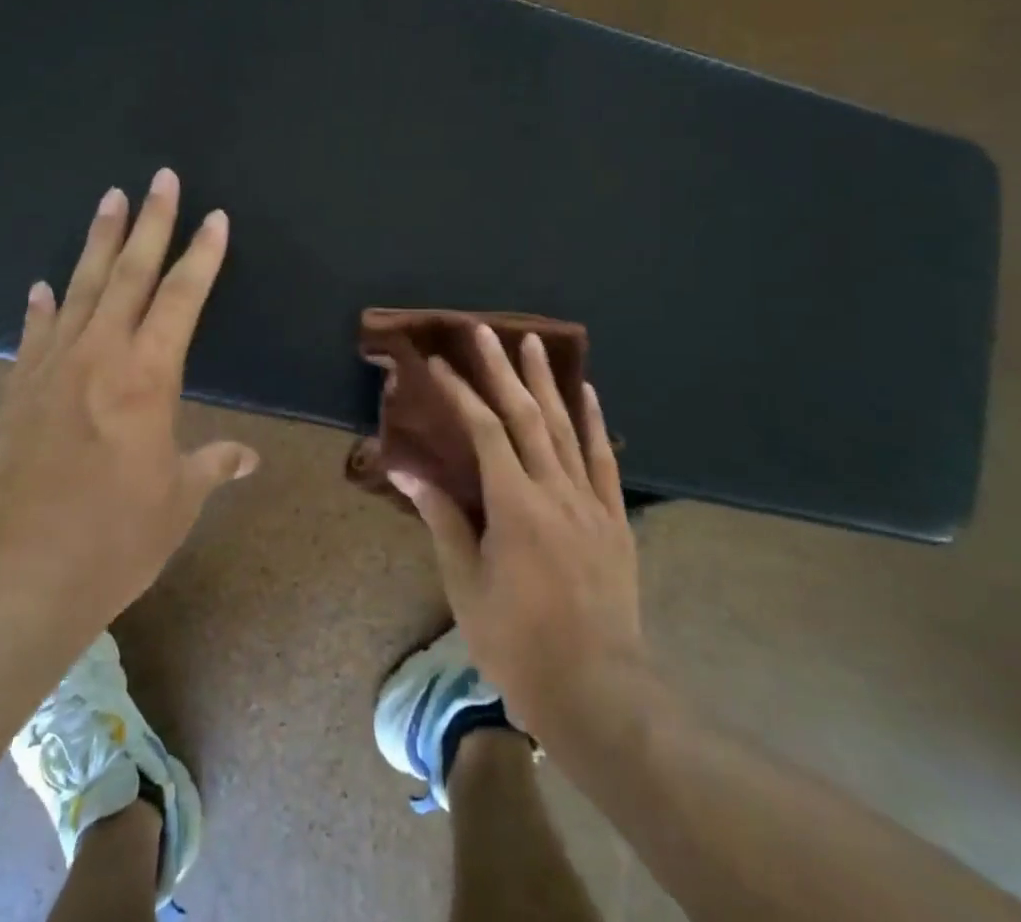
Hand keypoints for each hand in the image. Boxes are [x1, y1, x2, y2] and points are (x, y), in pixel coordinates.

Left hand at [0, 169, 257, 640]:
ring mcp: (51, 368)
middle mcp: (100, 355)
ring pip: (81, 287)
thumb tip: (247, 457)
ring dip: (99, 242)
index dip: (203, 254)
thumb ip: (212, 466)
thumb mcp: (177, 501)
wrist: (16, 578)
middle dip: (151, 222)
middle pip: (131, 273)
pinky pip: (34, 333)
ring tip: (110, 199)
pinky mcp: (16, 392)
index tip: (215, 217)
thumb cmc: (114, 538)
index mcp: (148, 374)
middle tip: (161, 178)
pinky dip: (41, 306)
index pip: (183, 296)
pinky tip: (42, 285)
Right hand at [390, 325, 643, 735]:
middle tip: (484, 330)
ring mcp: (590, 501)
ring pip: (565, 426)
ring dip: (547, 381)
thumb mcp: (465, 584)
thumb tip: (405, 467)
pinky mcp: (615, 518)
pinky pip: (603, 458)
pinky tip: (587, 392)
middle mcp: (555, 489)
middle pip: (526, 415)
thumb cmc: (517, 642)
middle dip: (501, 369)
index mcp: (514, 505)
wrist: (597, 690)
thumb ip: (441, 518)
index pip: (484, 431)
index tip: (437, 363)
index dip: (459, 393)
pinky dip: (593, 421)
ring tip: (533, 342)